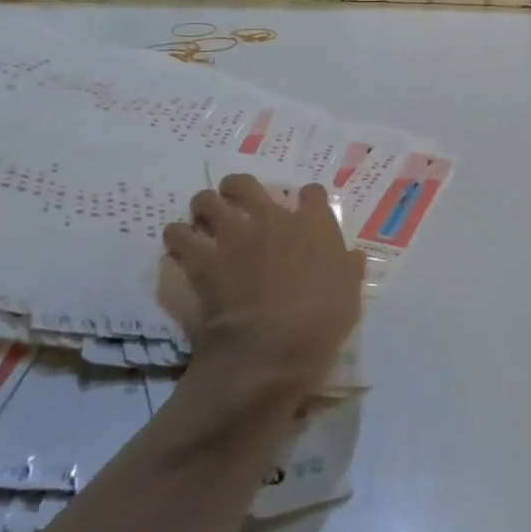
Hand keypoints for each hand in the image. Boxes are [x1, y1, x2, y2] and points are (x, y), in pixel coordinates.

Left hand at [162, 175, 365, 433]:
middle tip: (238, 205)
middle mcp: (272, 220)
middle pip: (246, 184)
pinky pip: (178, 236)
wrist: (273, 346)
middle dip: (238, 190)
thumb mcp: (350, 294)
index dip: (308, 199)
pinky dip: (177, 239)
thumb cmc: (322, 321)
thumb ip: (348, 269)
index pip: (312, 193)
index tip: (306, 209)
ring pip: (206, 201)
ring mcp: (234, 237)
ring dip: (204, 210)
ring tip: (204, 223)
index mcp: (314, 226)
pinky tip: (181, 249)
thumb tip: (353, 257)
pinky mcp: (203, 260)